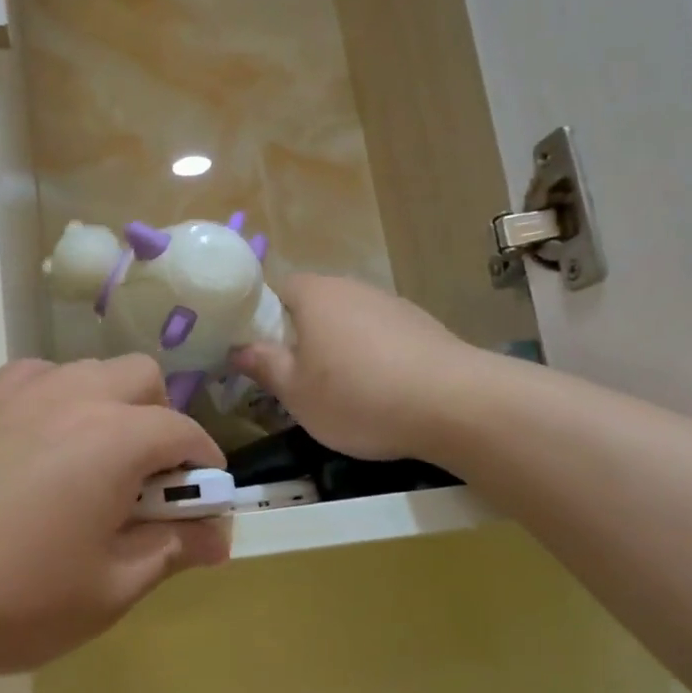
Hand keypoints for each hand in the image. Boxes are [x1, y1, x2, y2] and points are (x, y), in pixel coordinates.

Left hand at [0, 355, 226, 692]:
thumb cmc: (11, 594)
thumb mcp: (107, 589)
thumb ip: (170, 551)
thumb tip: (218, 536)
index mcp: (116, 437)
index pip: (185, 434)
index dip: (205, 470)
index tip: (203, 510)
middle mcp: (76, 397)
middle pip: (144, 379)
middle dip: (162, 422)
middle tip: (148, 484)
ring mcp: (23, 393)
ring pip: (92, 371)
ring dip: (113, 406)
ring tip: (96, 465)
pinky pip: (38, 378)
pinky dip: (60, 399)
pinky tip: (43, 443)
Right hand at [233, 274, 469, 461]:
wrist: (455, 404)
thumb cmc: (358, 396)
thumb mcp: (295, 392)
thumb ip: (263, 366)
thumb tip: (237, 348)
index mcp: (315, 295)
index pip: (277, 288)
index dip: (262, 317)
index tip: (258, 351)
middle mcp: (353, 288)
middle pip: (314, 304)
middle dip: (300, 335)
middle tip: (293, 376)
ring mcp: (392, 305)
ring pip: (349, 321)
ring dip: (338, 347)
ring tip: (338, 389)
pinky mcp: (423, 326)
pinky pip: (381, 336)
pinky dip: (372, 356)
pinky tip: (379, 391)